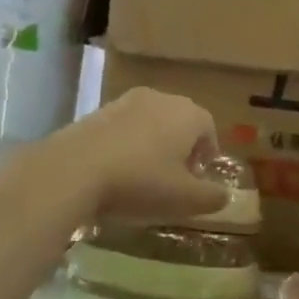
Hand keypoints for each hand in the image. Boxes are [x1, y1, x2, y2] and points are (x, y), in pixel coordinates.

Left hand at [40, 87, 227, 222]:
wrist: (73, 170)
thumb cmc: (140, 182)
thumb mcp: (185, 199)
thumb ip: (212, 197)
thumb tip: (225, 195)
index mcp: (187, 114)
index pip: (208, 128)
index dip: (208, 152)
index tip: (200, 175)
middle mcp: (159, 98)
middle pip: (179, 121)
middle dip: (181, 146)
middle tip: (176, 176)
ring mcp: (124, 102)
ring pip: (149, 122)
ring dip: (153, 144)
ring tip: (145, 175)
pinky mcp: (95, 112)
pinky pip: (122, 128)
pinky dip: (126, 145)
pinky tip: (117, 170)